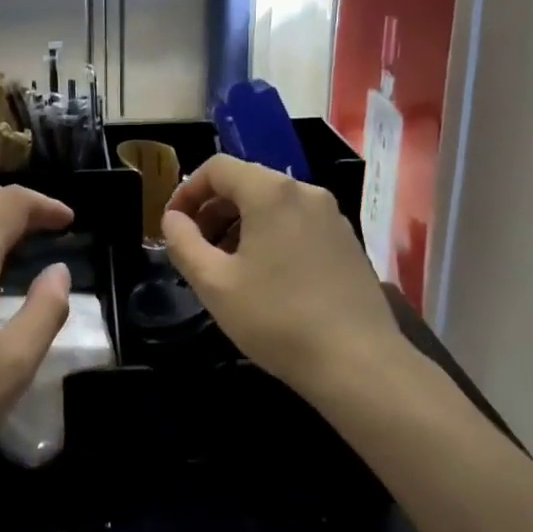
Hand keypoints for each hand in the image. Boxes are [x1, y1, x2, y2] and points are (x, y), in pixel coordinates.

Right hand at [162, 155, 404, 397]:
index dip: (187, 190)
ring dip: (240, 224)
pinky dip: (270, 235)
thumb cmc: (277, 319)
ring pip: (273, 204)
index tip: (173, 224)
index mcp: (271, 192)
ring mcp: (332, 216)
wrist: (359, 363)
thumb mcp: (214, 284)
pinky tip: (266, 277)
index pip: (217, 168)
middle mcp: (305, 192)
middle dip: (213, 209)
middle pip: (246, 182)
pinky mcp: (347, 241)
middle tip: (196, 247)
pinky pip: (297, 222)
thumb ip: (183, 243)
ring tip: (227, 266)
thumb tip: (173, 219)